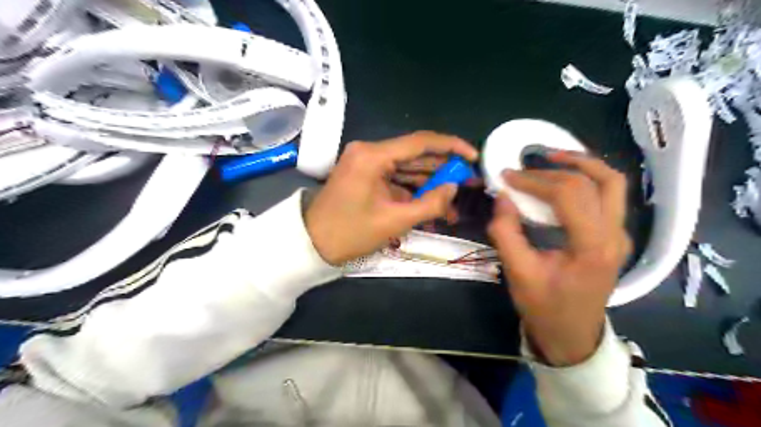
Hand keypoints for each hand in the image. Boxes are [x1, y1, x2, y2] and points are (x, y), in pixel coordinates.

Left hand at [306, 130, 477, 265]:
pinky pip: (396, 179)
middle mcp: (370, 151)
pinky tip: (431, 207)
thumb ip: (430, 203)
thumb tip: (454, 188)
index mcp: (373, 156)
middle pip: (415, 155)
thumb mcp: (394, 221)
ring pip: (407, 169)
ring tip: (454, 203)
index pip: (420, 142)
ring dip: (429, 185)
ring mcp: (366, 163)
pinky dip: (413, 192)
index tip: (473, 156)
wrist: (312, 244)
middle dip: (443, 171)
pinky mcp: (366, 175)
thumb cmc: (350, 233)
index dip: (451, 146)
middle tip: (468, 184)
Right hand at [488, 150, 630, 366]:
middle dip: (554, 168)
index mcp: (592, 246)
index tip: (507, 176)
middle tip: (525, 168)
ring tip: (551, 157)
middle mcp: (614, 235)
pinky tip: (564, 179)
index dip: (535, 180)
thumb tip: (502, 197)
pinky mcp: (614, 235)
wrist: (573, 335)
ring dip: (582, 164)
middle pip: (596, 181)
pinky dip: (588, 178)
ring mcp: (620, 234)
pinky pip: (609, 195)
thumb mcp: (518, 274)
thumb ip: (507, 233)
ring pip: (612, 182)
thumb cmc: (545, 308)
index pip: (568, 194)